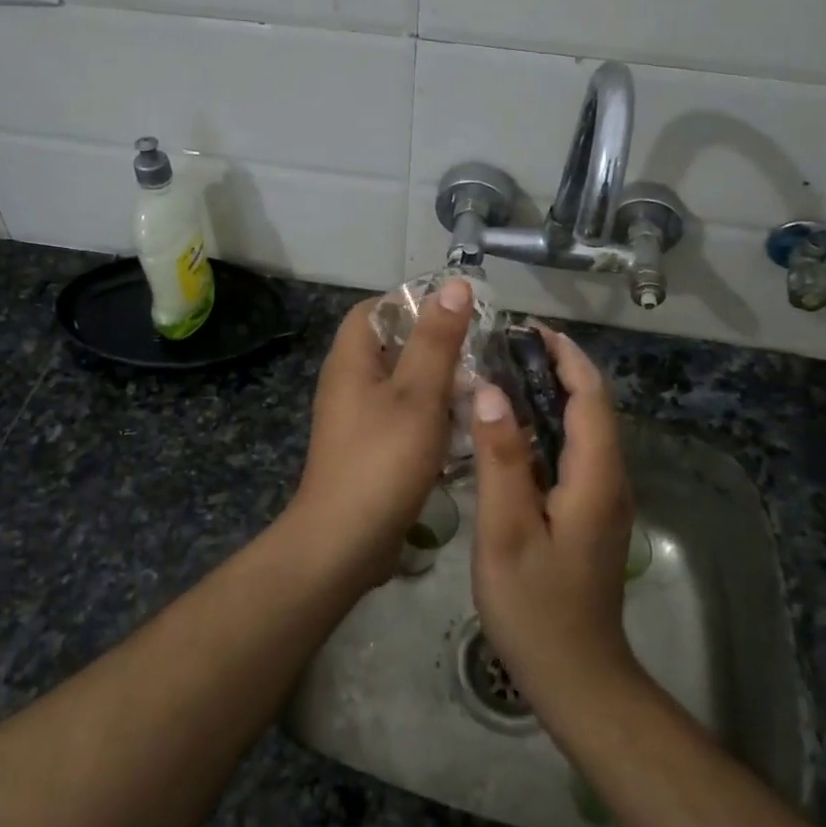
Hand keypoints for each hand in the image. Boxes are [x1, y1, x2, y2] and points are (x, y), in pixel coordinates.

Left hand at [286, 280, 474, 584]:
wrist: (344, 542)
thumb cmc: (383, 459)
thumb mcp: (419, 393)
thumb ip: (437, 339)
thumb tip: (454, 284)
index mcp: (352, 359)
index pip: (377, 308)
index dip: (414, 303)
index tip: (458, 313)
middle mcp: (348, 381)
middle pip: (392, 345)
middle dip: (435, 345)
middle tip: (480, 352)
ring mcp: (355, 418)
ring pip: (401, 383)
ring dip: (437, 383)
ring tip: (479, 389)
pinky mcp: (367, 448)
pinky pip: (401, 417)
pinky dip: (429, 416)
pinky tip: (462, 430)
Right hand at [471, 330, 642, 717]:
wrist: (578, 676)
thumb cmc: (536, 606)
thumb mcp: (506, 531)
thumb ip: (501, 459)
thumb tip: (491, 392)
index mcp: (595, 477)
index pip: (590, 396)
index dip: (565, 356)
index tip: (528, 329)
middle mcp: (610, 479)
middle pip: (592, 406)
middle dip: (556, 367)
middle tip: (504, 347)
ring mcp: (604, 498)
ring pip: (584, 428)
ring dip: (551, 394)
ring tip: (502, 375)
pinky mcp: (591, 512)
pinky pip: (575, 452)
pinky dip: (548, 425)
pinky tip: (511, 430)